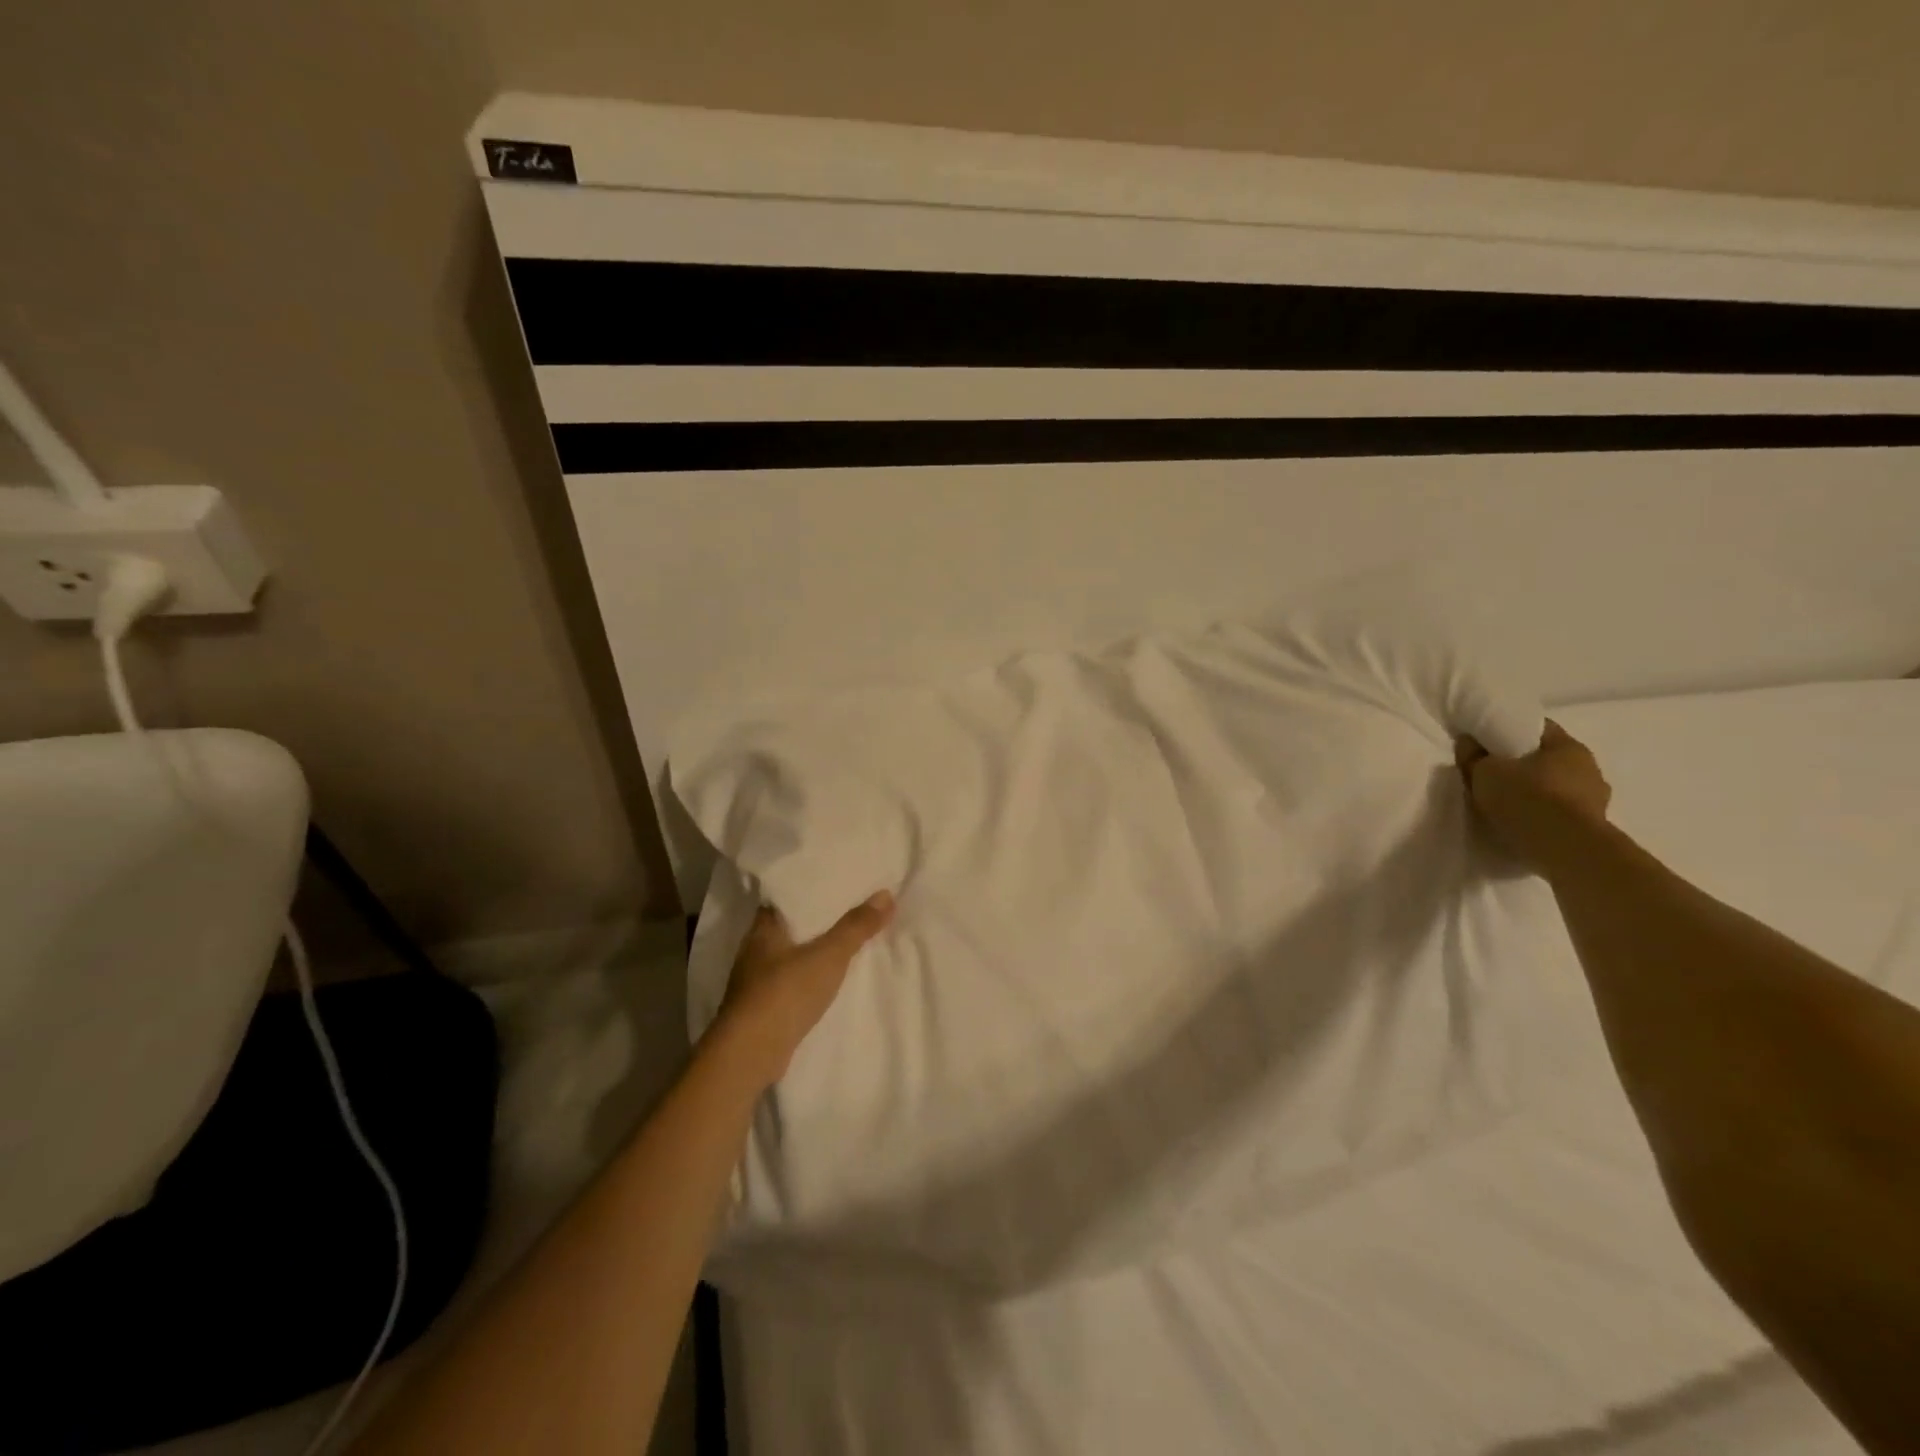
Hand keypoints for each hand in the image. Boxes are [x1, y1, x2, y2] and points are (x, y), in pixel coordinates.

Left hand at [710, 891, 895, 1087]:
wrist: (750, 1055)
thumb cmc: (784, 993)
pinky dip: (807, 979)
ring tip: (843, 943)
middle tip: (849, 910)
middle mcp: (754, 951)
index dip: (808, 890)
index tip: (834, 883)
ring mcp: (754, 983)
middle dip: (815, 922)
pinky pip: (790, 983)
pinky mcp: (761, 1010)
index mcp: (762, 929)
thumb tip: (886, 894)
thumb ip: (856, 927)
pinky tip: (826, 981)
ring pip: (789, 957)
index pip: (784, 898)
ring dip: (811, 952)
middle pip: (789, 927)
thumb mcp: (828, 955)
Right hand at [1456, 720, 1612, 873]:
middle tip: (1494, 774)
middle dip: (1523, 764)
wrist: (1565, 848)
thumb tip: (1468, 742)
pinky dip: (1545, 814)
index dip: (1510, 731)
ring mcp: (1596, 799)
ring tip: (1508, 804)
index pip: (1537, 728)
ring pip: (1558, 787)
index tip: (1488, 742)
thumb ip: (1473, 756)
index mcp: (1568, 746)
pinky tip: (1525, 822)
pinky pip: (1562, 812)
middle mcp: (1589, 767)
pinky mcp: (1594, 826)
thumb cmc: (1526, 797)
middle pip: (1549, 758)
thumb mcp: (1484, 772)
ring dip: (1537, 792)